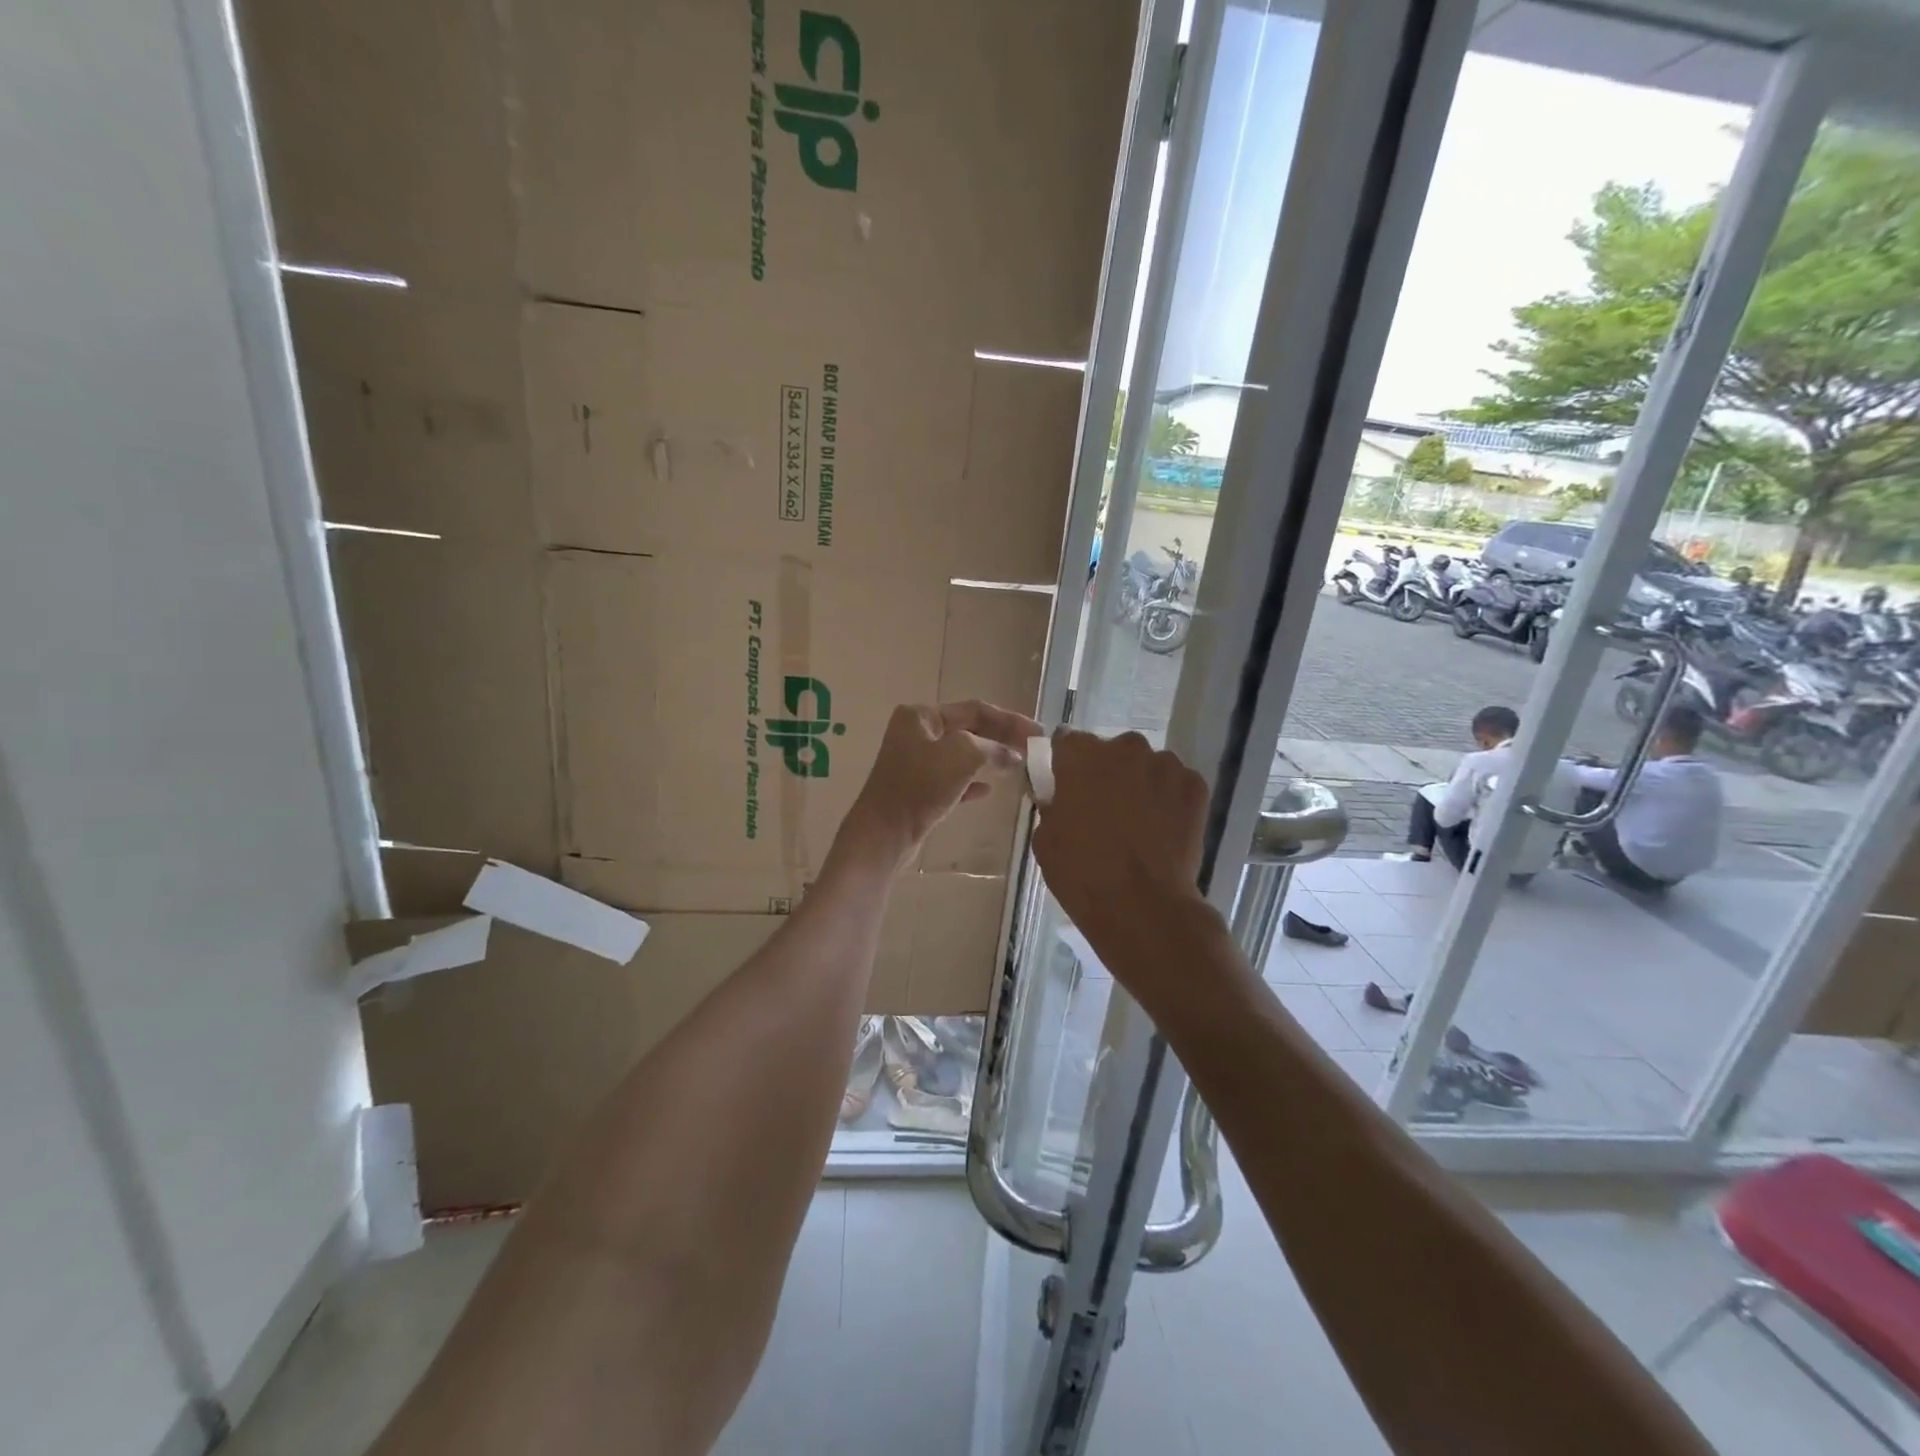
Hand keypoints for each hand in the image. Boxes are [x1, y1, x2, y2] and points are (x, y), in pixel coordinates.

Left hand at [837, 700, 1042, 870]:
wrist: (884, 834)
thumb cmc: (920, 786)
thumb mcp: (962, 755)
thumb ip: (992, 748)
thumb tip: (1013, 755)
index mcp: (921, 716)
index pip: (974, 709)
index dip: (1009, 720)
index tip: (1038, 733)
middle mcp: (916, 733)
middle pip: (969, 730)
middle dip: (1001, 739)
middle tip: (1033, 750)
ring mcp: (914, 763)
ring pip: (962, 756)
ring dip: (990, 760)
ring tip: (1018, 767)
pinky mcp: (917, 791)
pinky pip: (952, 780)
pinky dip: (972, 782)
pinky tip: (989, 791)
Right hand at [1030, 731, 1210, 954]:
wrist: (1142, 905)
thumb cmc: (1082, 872)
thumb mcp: (1045, 839)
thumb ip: (1051, 806)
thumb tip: (1060, 799)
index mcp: (1081, 756)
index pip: (1067, 741)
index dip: (1066, 763)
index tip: (1067, 784)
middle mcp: (1124, 748)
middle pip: (1112, 751)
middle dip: (1107, 772)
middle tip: (1103, 808)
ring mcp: (1164, 765)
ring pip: (1147, 766)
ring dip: (1141, 784)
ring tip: (1138, 822)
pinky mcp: (1194, 786)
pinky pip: (1176, 784)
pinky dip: (1169, 800)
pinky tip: (1164, 829)